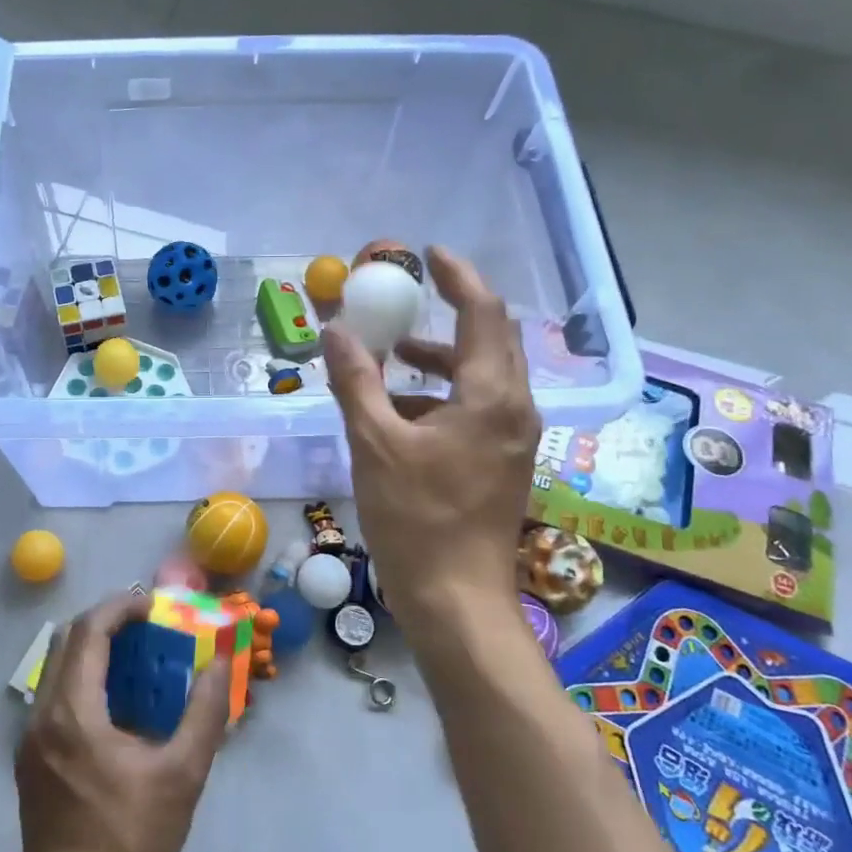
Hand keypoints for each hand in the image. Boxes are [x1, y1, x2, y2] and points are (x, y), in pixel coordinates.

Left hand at [16, 591, 230, 851]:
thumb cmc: (133, 841)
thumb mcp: (183, 774)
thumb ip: (205, 710)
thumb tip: (220, 659)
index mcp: (73, 713)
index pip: (89, 631)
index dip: (120, 607)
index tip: (153, 606)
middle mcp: (41, 716)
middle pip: (66, 641)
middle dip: (106, 622)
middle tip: (147, 626)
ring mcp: (28, 739)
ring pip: (56, 668)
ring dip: (92, 650)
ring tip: (135, 658)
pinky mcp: (28, 760)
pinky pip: (53, 697)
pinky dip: (81, 679)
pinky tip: (114, 704)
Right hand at [323, 245, 541, 635]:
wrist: (456, 598)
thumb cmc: (416, 518)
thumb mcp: (374, 443)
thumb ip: (356, 381)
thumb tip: (336, 329)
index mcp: (491, 396)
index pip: (484, 313)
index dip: (458, 277)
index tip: (430, 254)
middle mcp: (514, 409)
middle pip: (491, 340)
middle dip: (452, 312)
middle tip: (412, 297)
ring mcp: (513, 439)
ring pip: (483, 376)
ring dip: (442, 357)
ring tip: (394, 356)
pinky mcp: (502, 462)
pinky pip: (477, 407)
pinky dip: (443, 394)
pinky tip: (403, 412)